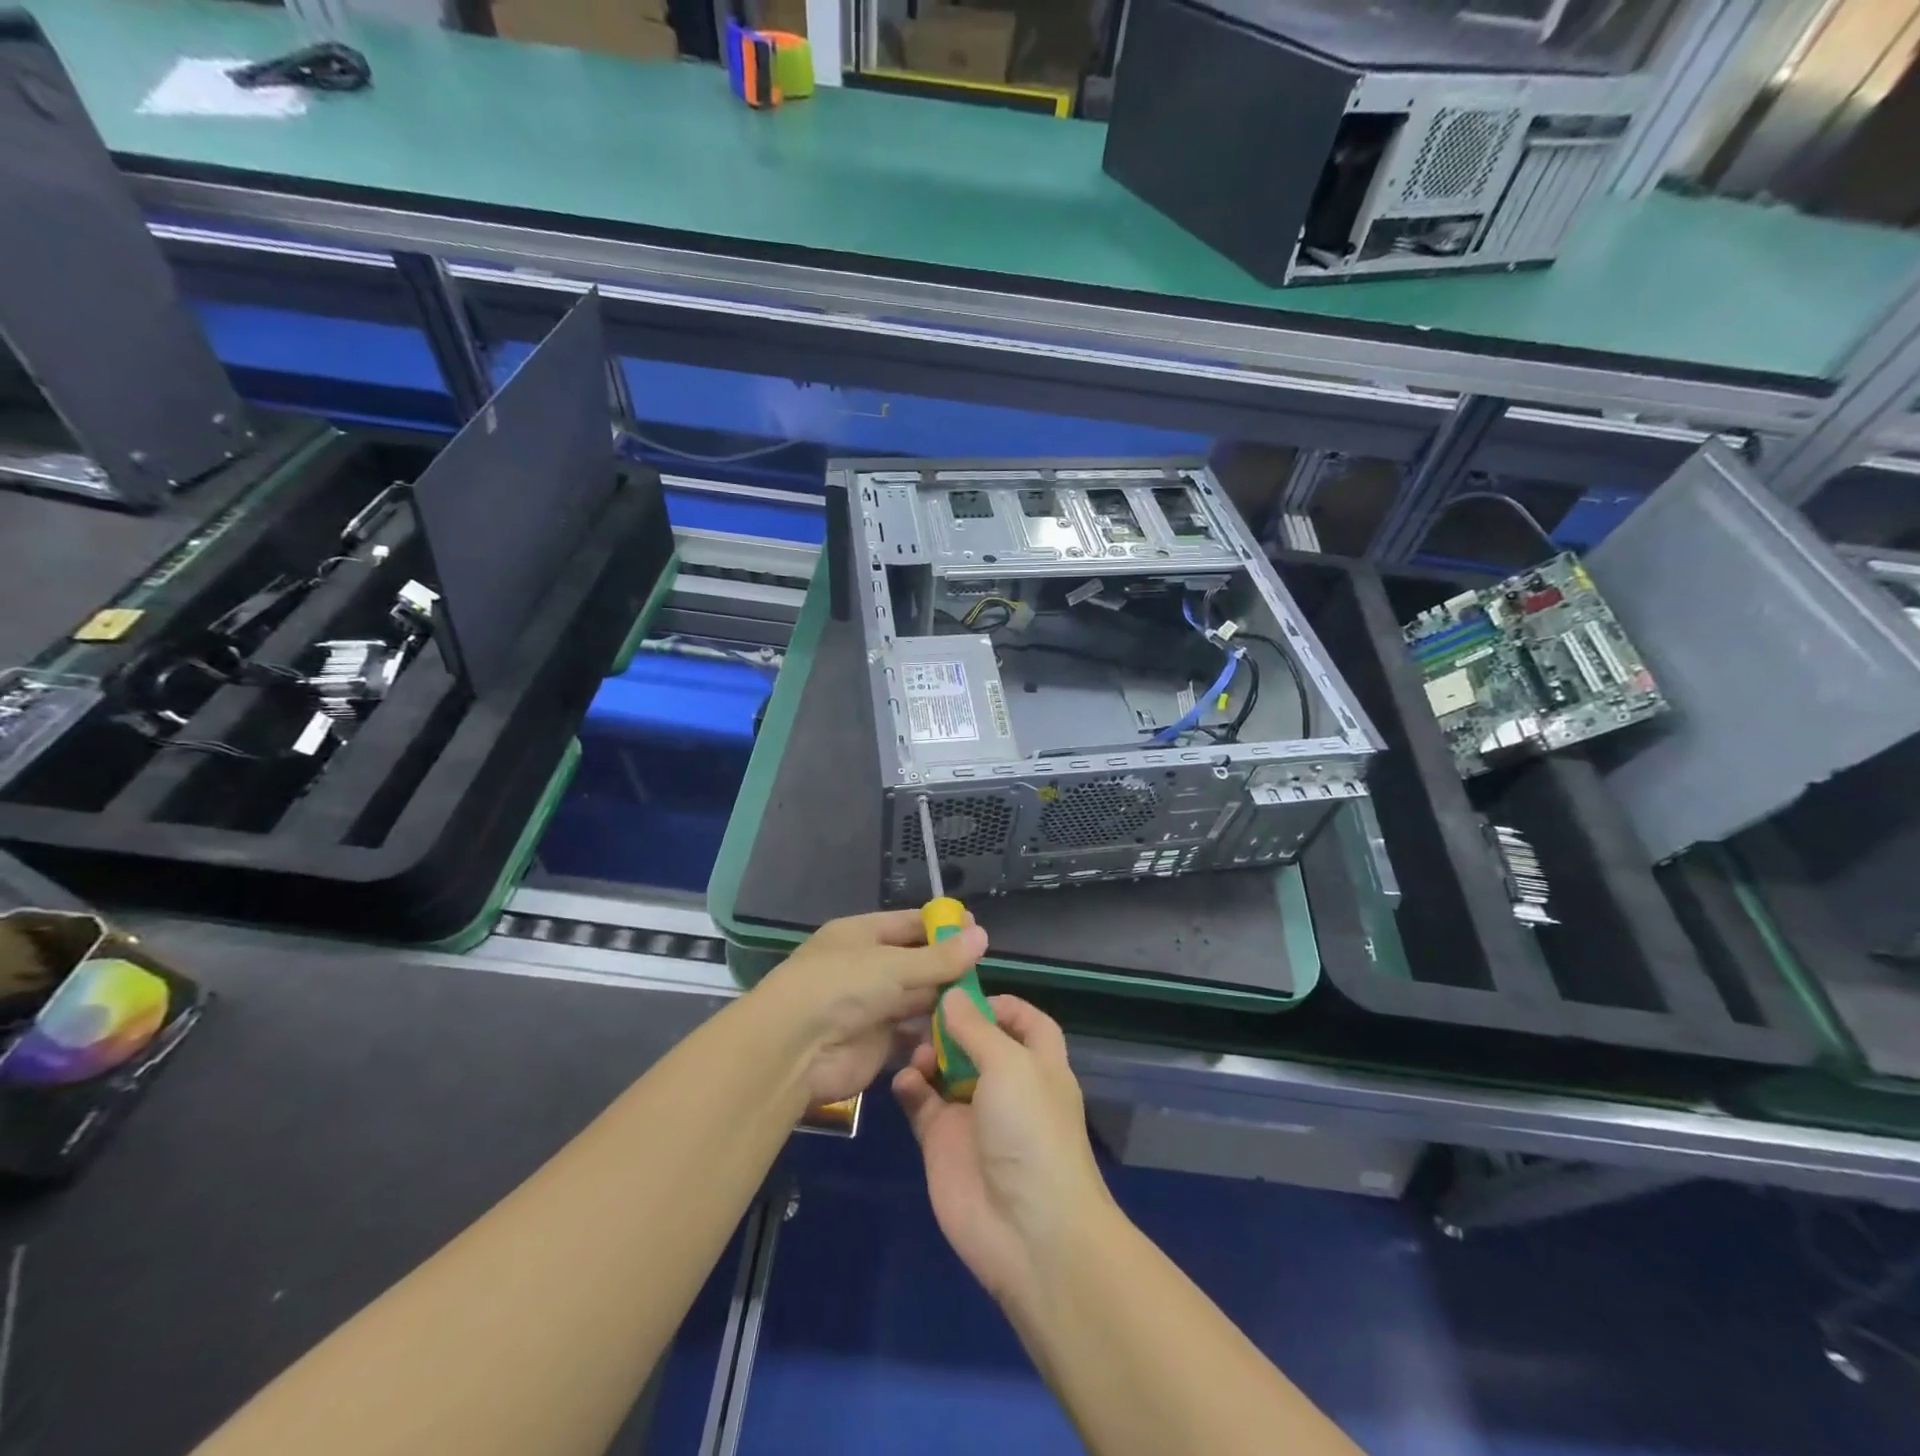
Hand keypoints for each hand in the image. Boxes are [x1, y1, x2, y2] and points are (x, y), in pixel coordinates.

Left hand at [753, 909, 988, 1104]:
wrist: (794, 1049)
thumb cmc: (841, 986)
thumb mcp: (893, 965)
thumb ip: (940, 958)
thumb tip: (983, 936)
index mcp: (861, 935)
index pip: (909, 924)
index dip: (942, 926)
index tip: (977, 930)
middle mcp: (866, 967)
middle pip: (915, 962)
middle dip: (947, 966)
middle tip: (985, 971)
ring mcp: (871, 1007)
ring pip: (916, 998)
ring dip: (943, 1001)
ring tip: (981, 1002)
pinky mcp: (876, 1044)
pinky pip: (912, 1033)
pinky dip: (933, 1033)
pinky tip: (962, 1031)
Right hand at [893, 992, 1112, 1304]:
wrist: (1029, 1232)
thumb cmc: (1032, 1132)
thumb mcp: (1011, 1066)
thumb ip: (977, 1029)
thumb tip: (951, 995)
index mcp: (1039, 1064)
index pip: (1025, 1021)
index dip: (1000, 1004)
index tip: (964, 991)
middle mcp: (1007, 1085)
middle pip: (977, 1042)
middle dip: (951, 1025)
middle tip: (921, 1012)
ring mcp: (973, 1114)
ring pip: (944, 1070)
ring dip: (927, 1053)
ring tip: (914, 1049)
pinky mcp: (943, 1143)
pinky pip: (921, 1104)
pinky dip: (910, 1087)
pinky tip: (904, 1081)